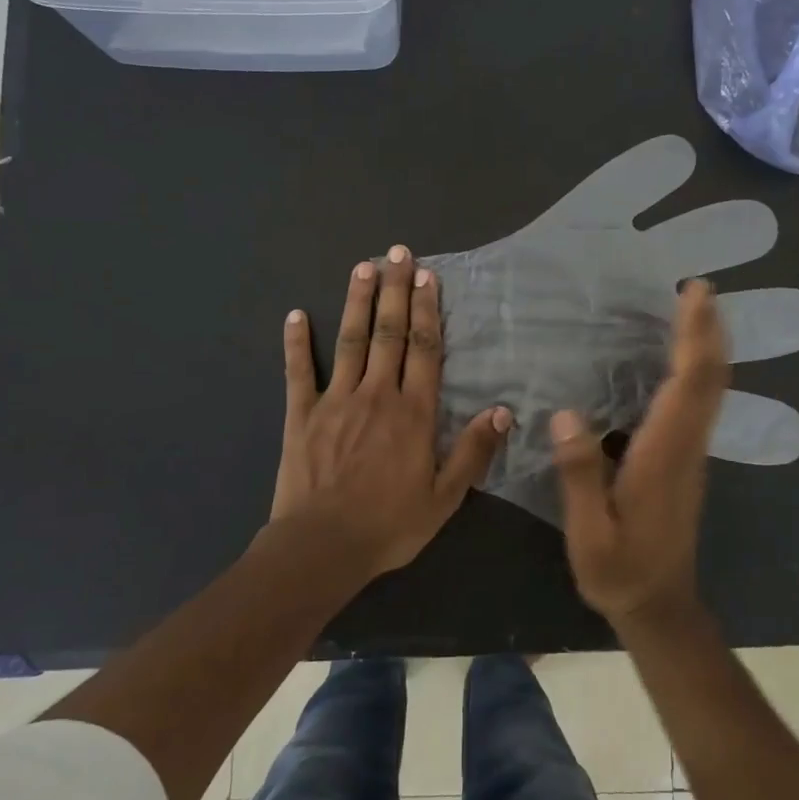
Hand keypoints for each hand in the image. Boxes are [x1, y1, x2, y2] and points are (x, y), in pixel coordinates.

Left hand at [271, 245, 512, 576]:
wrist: (322, 546)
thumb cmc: (390, 524)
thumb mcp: (445, 497)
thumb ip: (473, 452)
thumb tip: (502, 411)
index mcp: (413, 412)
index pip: (424, 349)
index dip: (427, 311)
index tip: (427, 277)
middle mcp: (377, 394)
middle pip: (388, 333)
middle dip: (395, 290)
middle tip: (398, 253)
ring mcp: (335, 400)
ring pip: (350, 340)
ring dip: (357, 301)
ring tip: (363, 267)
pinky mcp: (301, 414)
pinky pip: (298, 371)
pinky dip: (297, 342)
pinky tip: (296, 314)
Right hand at [551, 280, 730, 623]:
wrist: (660, 607)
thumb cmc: (621, 571)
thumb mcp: (590, 532)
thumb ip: (579, 474)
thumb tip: (566, 414)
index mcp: (664, 454)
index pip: (689, 385)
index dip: (695, 336)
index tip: (694, 294)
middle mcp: (686, 445)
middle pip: (710, 378)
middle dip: (708, 329)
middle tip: (698, 288)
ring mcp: (691, 454)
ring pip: (710, 389)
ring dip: (706, 346)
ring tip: (692, 310)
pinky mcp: (686, 461)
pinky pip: (699, 403)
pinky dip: (696, 370)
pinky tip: (676, 360)